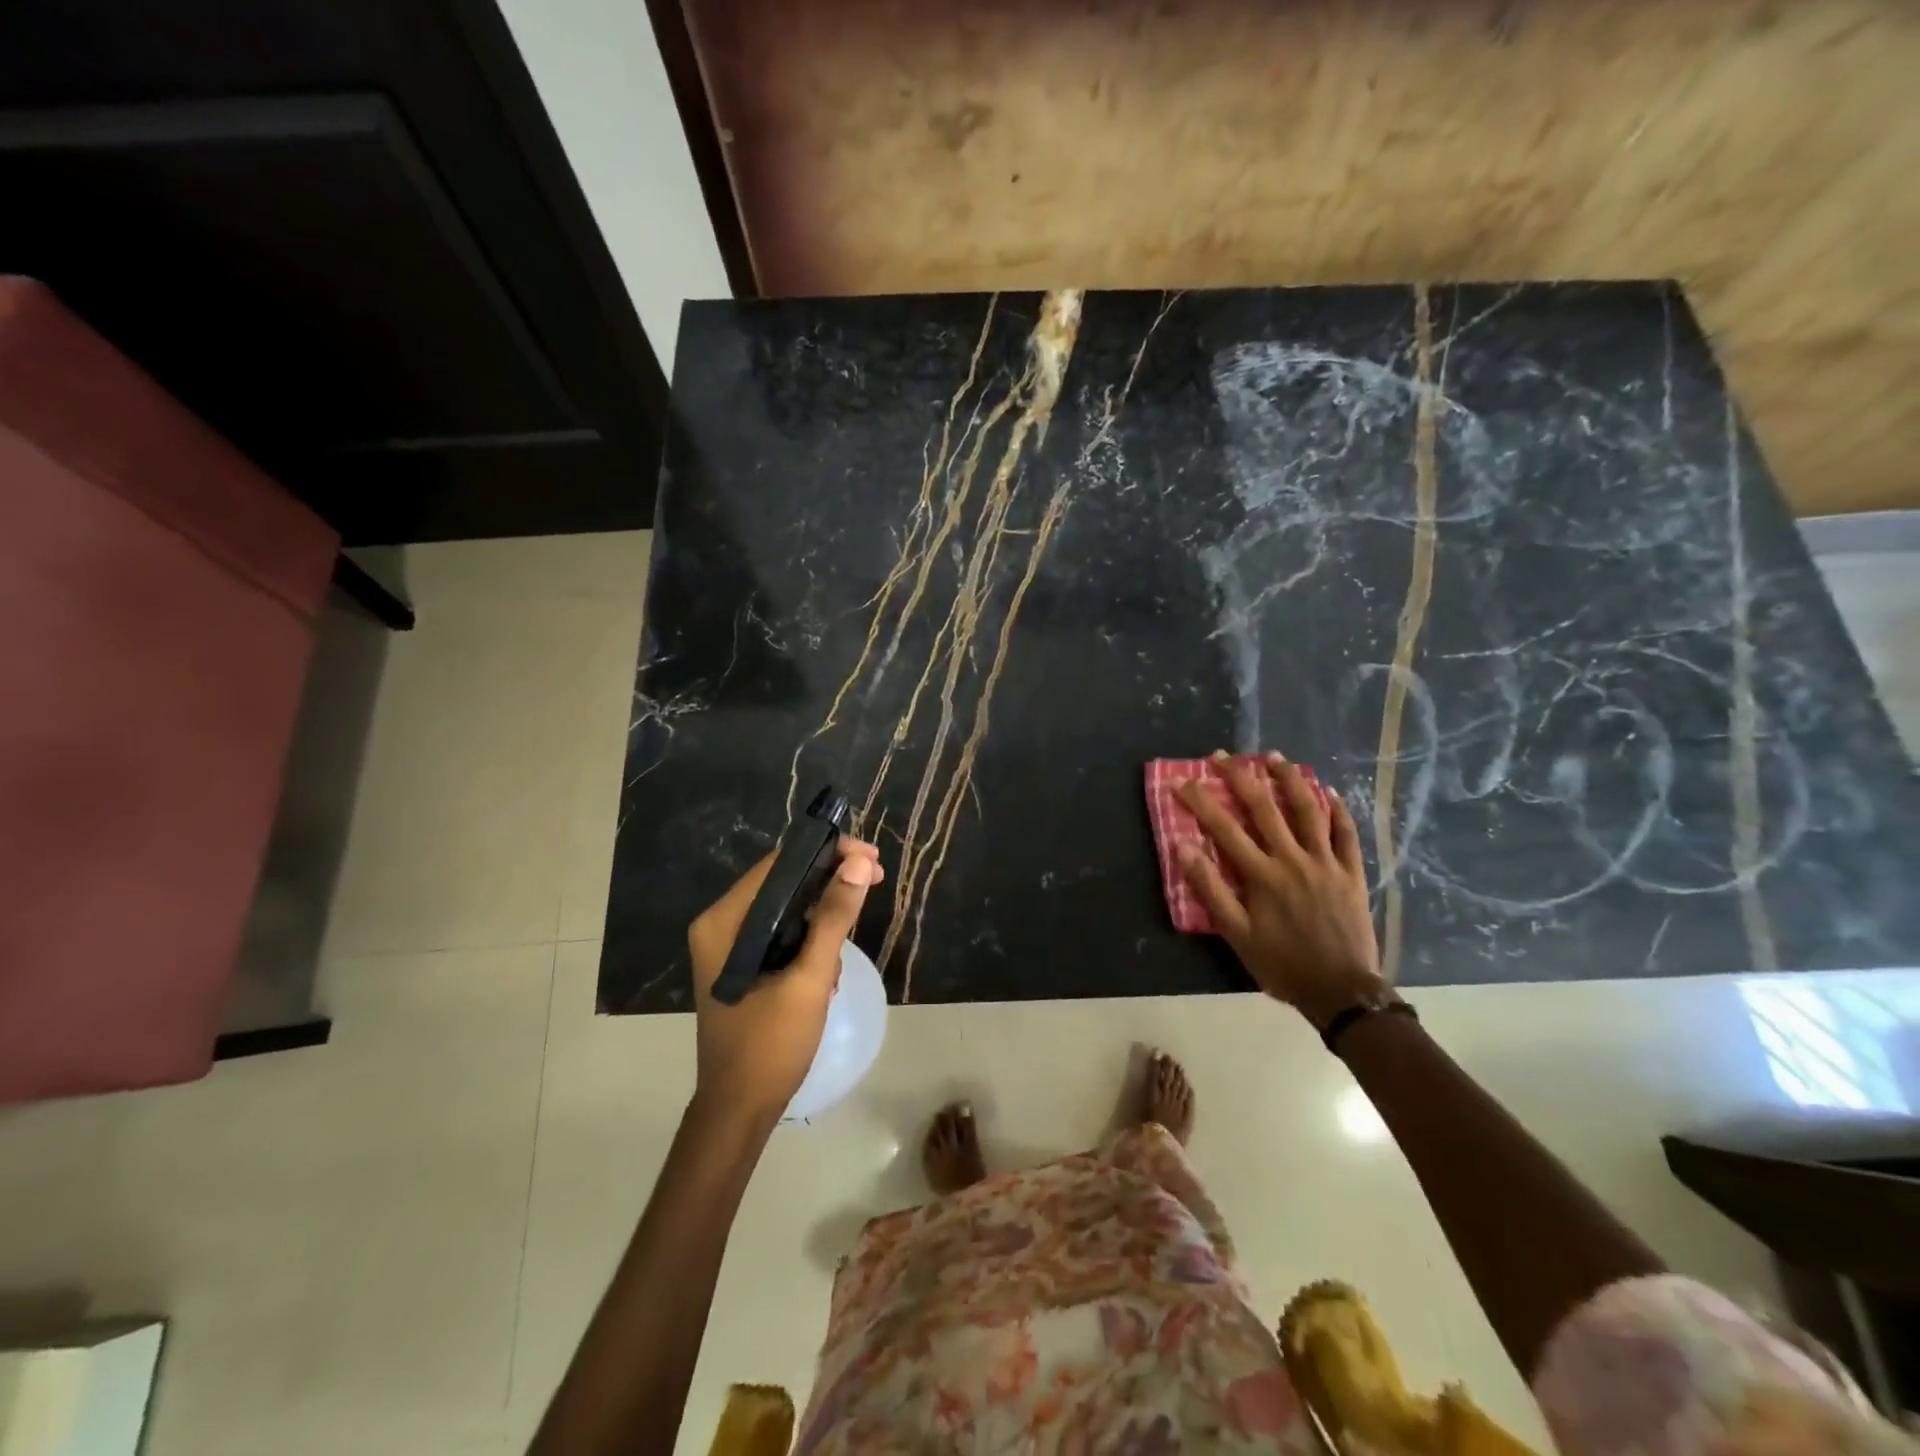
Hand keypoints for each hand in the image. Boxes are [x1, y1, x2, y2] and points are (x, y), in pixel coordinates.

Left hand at [688, 837, 883, 1126]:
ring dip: (823, 919)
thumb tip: (858, 864)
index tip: (869, 858)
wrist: (739, 1111)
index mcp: (723, 921)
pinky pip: (783, 935)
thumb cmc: (770, 1045)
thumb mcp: (808, 978)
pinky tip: (828, 971)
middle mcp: (721, 925)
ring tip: (846, 945)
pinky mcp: (744, 966)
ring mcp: (730, 947)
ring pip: (787, 909)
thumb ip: (833, 918)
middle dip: (830, 883)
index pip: (779, 865)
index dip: (826, 853)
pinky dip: (810, 942)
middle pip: (783, 883)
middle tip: (874, 880)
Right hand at [1177, 753, 1384, 1030]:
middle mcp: (1293, 859)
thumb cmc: (1282, 964)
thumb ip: (1210, 889)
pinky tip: (1327, 790)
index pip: (1224, 828)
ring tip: (1274, 757)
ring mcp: (1326, 863)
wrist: (1342, 991)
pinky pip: (1346, 833)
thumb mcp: (1236, 934)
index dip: (1201, 801)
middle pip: (1264, 808)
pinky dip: (1337, 809)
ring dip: (1289, 780)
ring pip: (1308, 810)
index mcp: (1262, 875)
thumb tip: (1182, 848)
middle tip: (1222, 756)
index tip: (1181, 781)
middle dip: (1240, 777)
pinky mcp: (1351, 872)